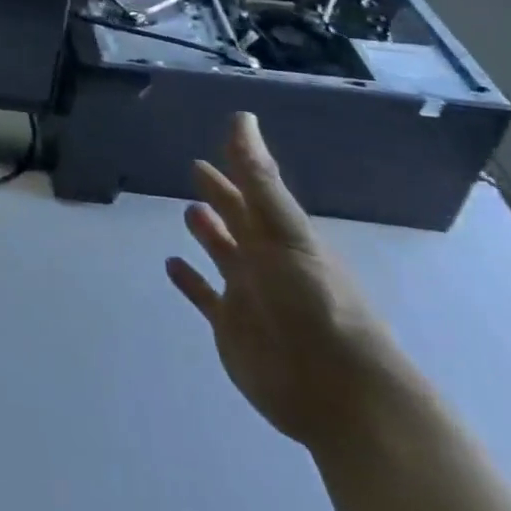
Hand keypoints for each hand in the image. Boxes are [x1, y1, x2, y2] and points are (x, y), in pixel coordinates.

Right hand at [168, 113, 415, 451]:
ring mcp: (248, 295)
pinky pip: (205, 296)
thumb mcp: (286, 231)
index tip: (218, 144)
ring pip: (224, 255)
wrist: (338, 392)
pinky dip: (189, 281)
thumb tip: (242, 118)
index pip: (254, 194)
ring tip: (189, 212)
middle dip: (221, 197)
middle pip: (239, 221)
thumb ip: (258, 178)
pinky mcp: (231, 327)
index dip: (236, 169)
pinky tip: (172, 265)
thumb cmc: (315, 302)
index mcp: (283, 236)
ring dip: (208, 234)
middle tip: (197, 169)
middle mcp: (266, 261)